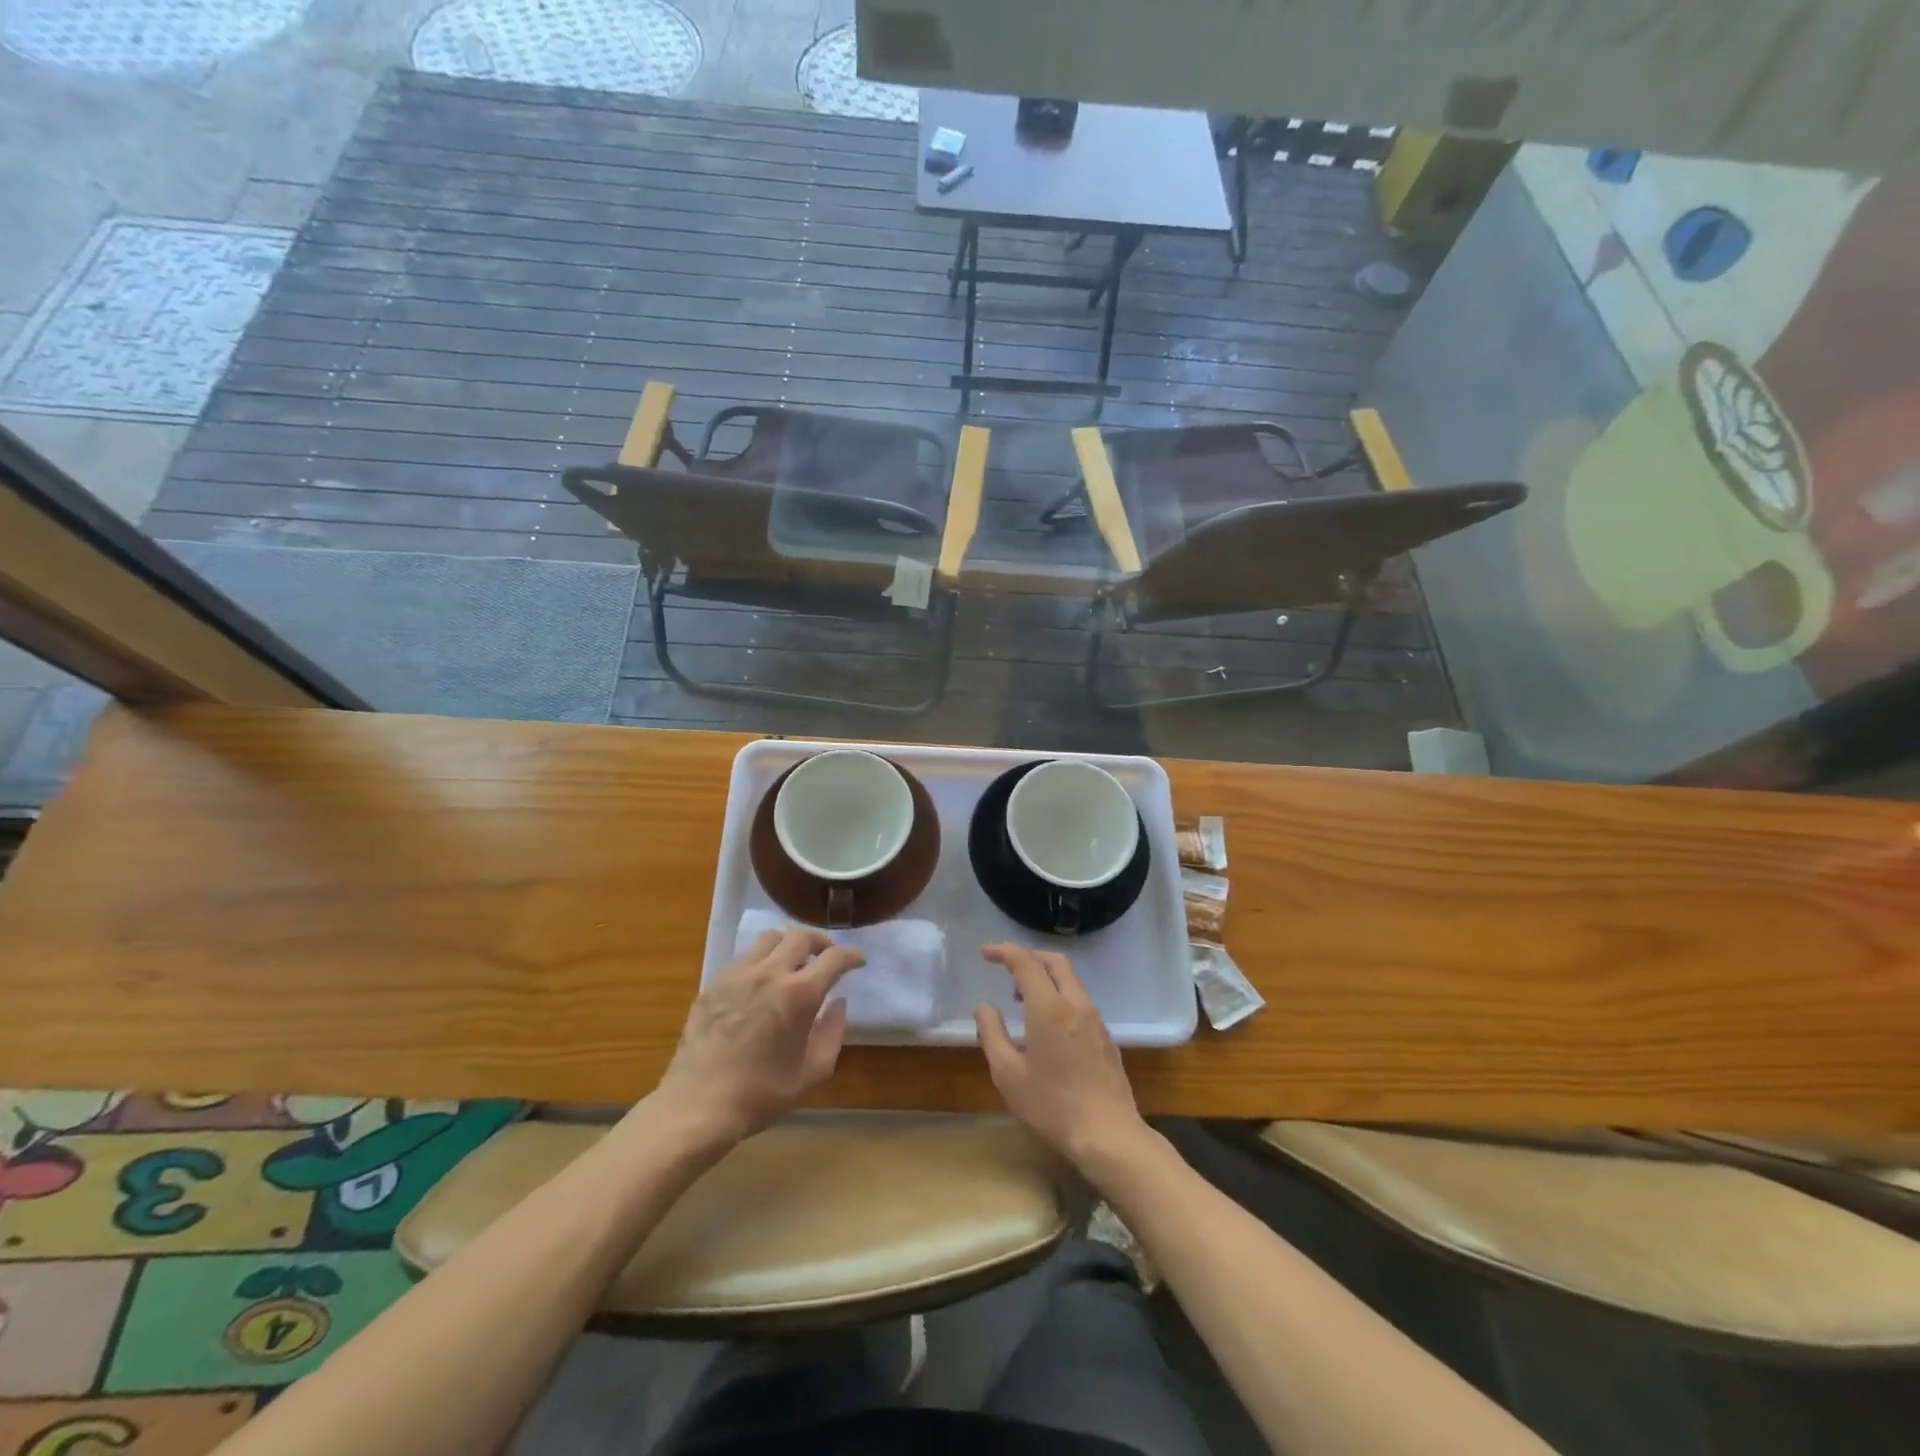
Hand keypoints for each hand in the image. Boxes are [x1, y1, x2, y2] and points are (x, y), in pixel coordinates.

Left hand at [654, 928, 863, 1144]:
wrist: (698, 1105)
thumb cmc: (761, 1093)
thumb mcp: (813, 1072)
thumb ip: (832, 1032)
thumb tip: (838, 1003)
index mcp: (799, 994)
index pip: (834, 958)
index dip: (851, 956)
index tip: (858, 962)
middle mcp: (770, 973)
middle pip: (801, 936)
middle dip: (820, 942)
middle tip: (826, 956)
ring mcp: (738, 974)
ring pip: (769, 939)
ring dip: (788, 945)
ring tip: (792, 962)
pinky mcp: (714, 984)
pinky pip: (744, 958)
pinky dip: (761, 961)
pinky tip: (760, 983)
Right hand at [973, 943, 1149, 1169]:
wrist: (1108, 1134)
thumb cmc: (1051, 1105)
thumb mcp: (1007, 1073)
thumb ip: (991, 1033)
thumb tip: (983, 1006)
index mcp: (1049, 1007)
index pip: (1026, 962)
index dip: (1004, 952)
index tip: (985, 954)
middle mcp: (1075, 1003)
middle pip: (1055, 962)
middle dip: (1029, 956)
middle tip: (1006, 967)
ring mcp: (1095, 1019)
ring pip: (1070, 980)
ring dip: (1045, 977)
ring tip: (1021, 999)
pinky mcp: (1106, 1036)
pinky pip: (1080, 1000)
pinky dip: (1060, 996)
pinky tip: (1047, 1025)